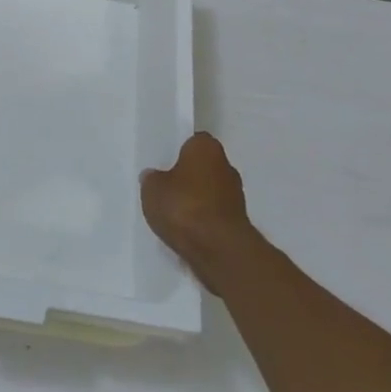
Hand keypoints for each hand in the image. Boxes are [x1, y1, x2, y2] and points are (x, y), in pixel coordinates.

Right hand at [141, 132, 262, 297]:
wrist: (219, 250)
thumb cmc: (184, 207)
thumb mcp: (151, 189)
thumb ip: (152, 179)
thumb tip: (154, 176)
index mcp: (206, 147)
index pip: (193, 141)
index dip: (178, 151)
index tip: (164, 163)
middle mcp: (226, 166)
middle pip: (203, 167)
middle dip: (187, 177)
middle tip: (165, 188)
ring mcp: (236, 196)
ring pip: (209, 192)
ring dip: (196, 201)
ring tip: (172, 215)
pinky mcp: (238, 223)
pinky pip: (213, 215)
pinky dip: (202, 221)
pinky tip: (185, 232)